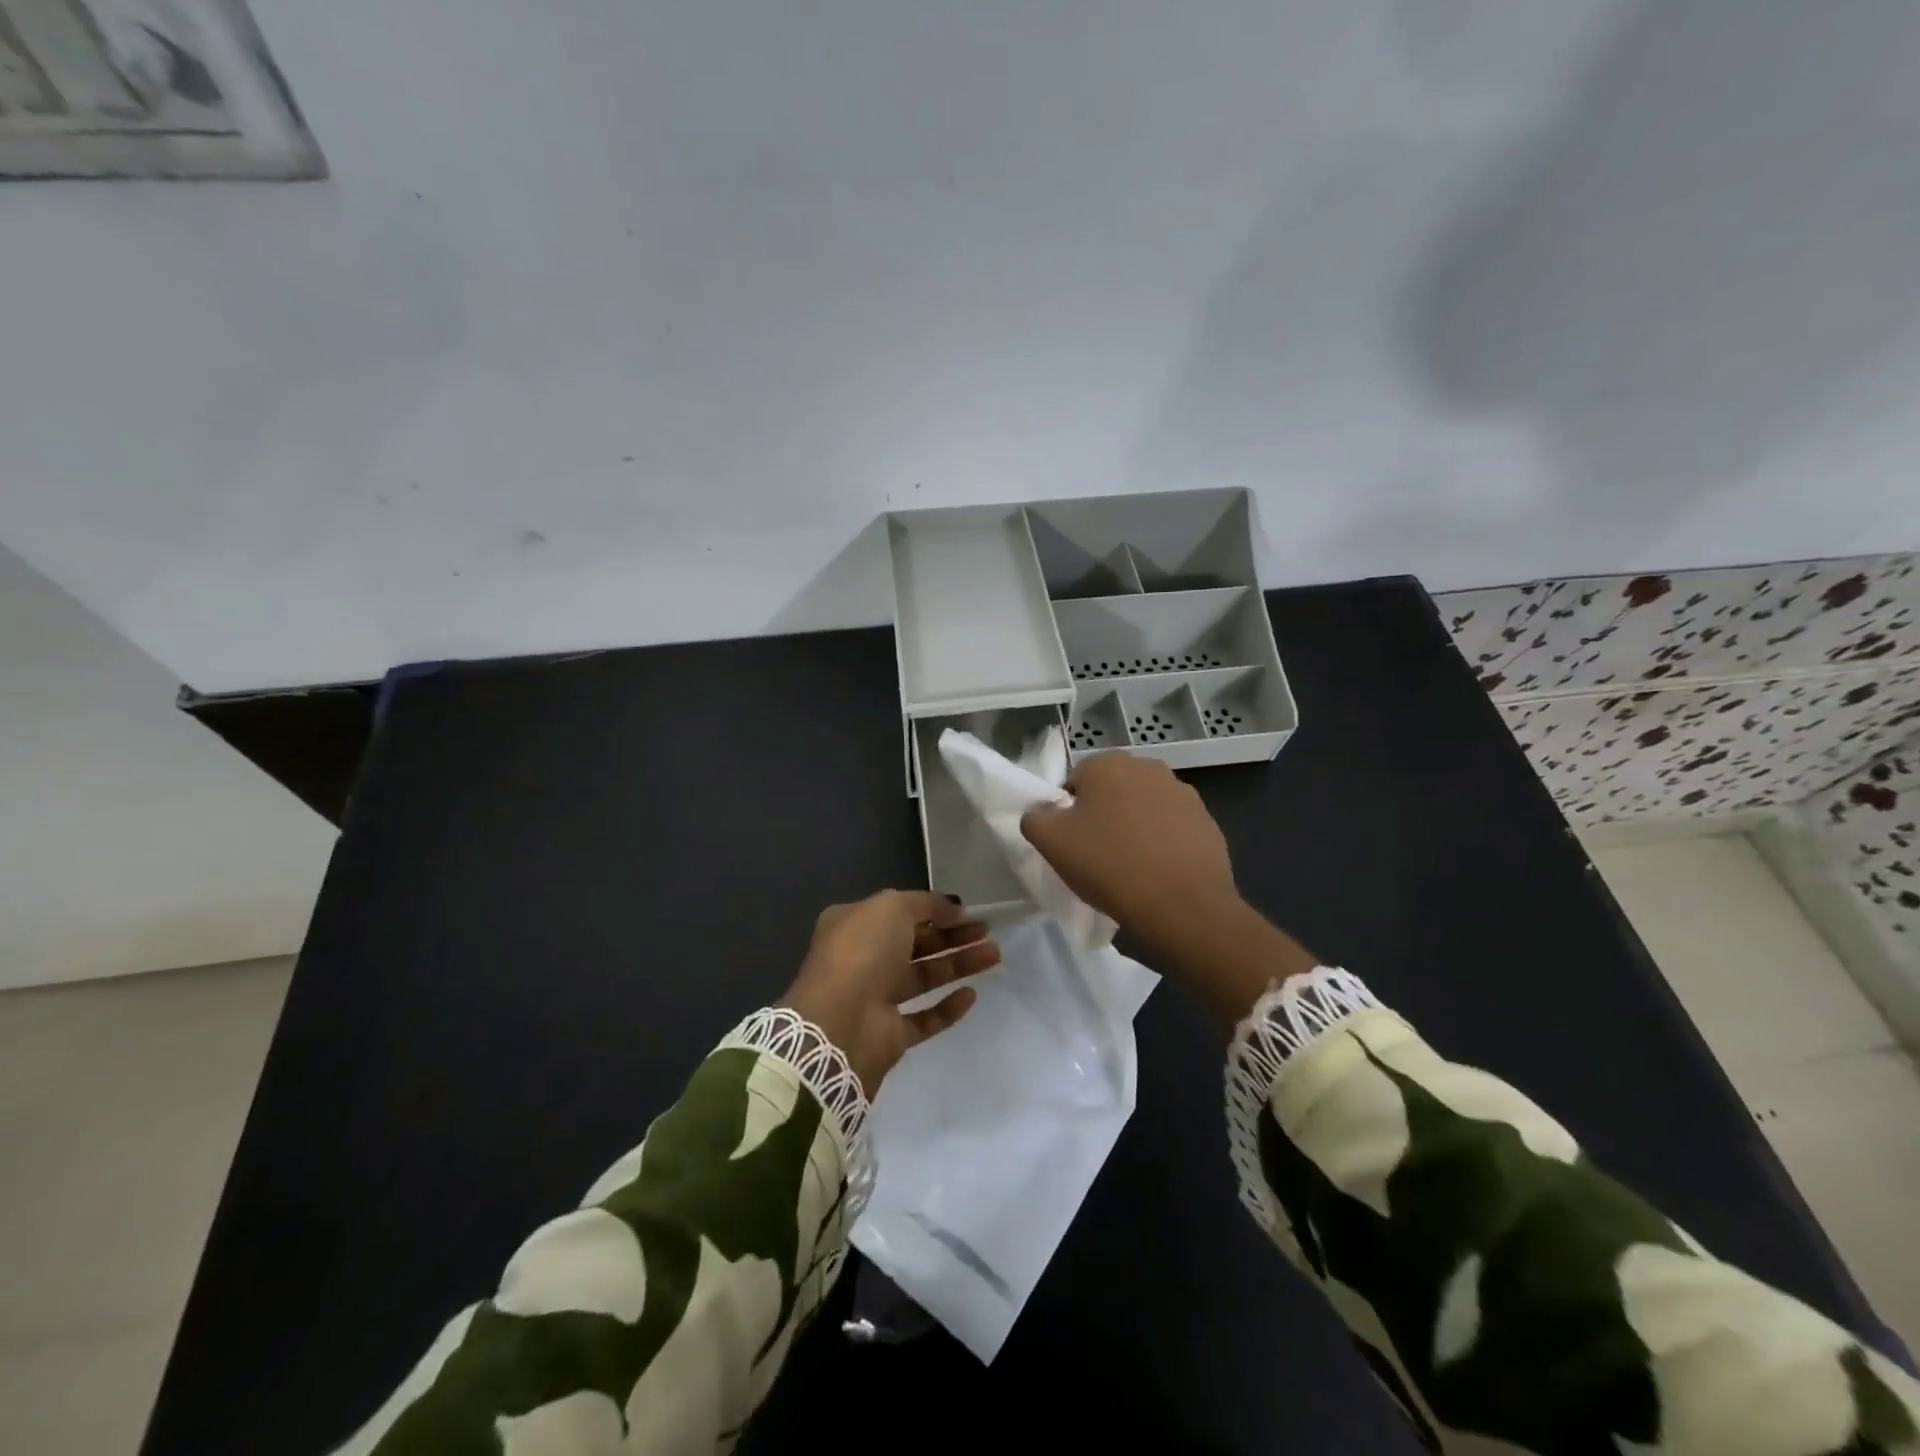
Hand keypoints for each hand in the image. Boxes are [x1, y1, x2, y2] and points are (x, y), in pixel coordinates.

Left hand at [780, 890, 999, 1095]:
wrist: (840, 1023)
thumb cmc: (863, 952)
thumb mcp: (893, 907)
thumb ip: (926, 903)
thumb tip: (953, 906)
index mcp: (854, 925)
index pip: (900, 913)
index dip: (934, 910)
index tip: (967, 911)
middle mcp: (863, 959)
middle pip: (916, 944)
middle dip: (952, 936)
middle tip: (987, 931)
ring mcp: (875, 998)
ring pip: (924, 978)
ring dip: (957, 965)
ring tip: (993, 955)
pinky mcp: (889, 1034)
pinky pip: (924, 1018)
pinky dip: (947, 1008)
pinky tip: (971, 996)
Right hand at [1020, 753, 1237, 948]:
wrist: (1182, 905)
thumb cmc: (1108, 865)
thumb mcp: (1050, 842)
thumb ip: (1035, 817)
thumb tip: (1042, 811)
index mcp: (1107, 763)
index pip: (1074, 782)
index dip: (1068, 814)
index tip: (1072, 844)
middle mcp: (1147, 766)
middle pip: (1111, 791)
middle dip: (1103, 816)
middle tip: (1097, 855)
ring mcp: (1182, 793)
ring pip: (1143, 808)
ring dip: (1134, 828)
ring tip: (1129, 867)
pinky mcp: (1206, 821)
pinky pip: (1171, 828)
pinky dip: (1162, 843)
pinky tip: (1157, 872)